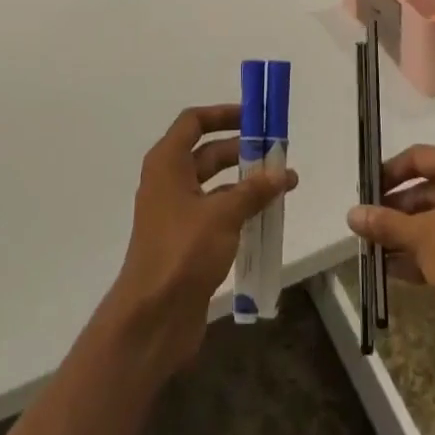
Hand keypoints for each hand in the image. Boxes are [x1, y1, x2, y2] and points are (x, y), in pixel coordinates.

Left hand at [101, 104, 296, 377]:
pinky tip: (265, 218)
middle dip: (241, 151)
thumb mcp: (223, 215)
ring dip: (244, 183)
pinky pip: (215, 213)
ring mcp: (175, 213)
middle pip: (207, 152)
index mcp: (168, 163)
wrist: (151, 320)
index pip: (194, 121)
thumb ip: (253, 191)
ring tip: (281, 187)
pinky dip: (238, 210)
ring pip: (214, 185)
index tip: (253, 118)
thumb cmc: (182, 252)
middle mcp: (168, 181)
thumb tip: (282, 172)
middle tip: (276, 154)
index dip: (223, 114)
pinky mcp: (185, 242)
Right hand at [347, 145, 434, 332]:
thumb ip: (385, 223)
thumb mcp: (419, 236)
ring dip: (405, 232)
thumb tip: (352, 214)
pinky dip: (423, 250)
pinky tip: (392, 268)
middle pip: (427, 188)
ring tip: (373, 246)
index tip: (366, 189)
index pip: (419, 157)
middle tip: (368, 221)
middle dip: (395, 208)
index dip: (390, 172)